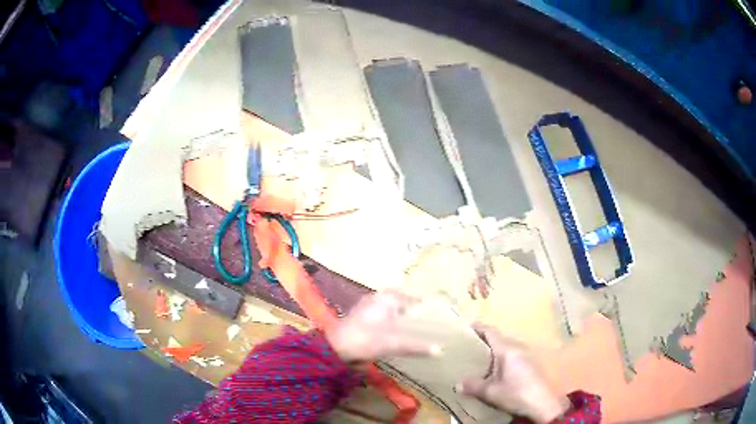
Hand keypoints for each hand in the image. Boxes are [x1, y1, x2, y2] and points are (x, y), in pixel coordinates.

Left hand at [325, 291, 440, 361]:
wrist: (335, 347)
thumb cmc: (366, 340)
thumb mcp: (394, 344)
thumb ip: (416, 347)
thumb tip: (439, 350)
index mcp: (387, 298)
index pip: (412, 299)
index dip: (423, 307)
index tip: (434, 316)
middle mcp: (377, 298)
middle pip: (400, 301)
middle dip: (411, 309)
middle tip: (424, 321)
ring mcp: (366, 306)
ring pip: (389, 307)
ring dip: (399, 314)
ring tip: (411, 327)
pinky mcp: (359, 316)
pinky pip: (380, 314)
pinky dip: (389, 320)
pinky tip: (392, 332)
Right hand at [458, 324, 569, 423]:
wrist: (542, 404)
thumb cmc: (516, 394)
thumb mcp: (491, 392)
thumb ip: (473, 386)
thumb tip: (457, 383)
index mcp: (507, 349)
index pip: (491, 332)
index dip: (478, 327)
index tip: (465, 327)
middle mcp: (518, 348)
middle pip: (499, 339)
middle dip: (484, 341)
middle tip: (468, 347)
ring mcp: (526, 356)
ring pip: (506, 348)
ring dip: (493, 352)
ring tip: (479, 360)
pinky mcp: (530, 365)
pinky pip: (512, 356)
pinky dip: (501, 359)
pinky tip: (495, 372)